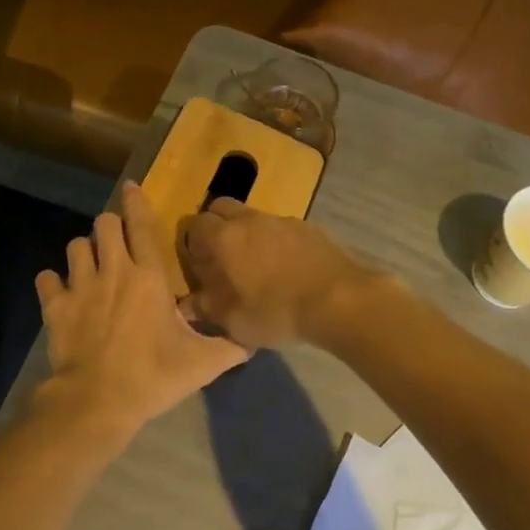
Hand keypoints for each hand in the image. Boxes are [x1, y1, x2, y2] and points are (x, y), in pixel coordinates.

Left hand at [36, 183, 247, 437]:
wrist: (98, 400)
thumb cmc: (153, 375)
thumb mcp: (203, 364)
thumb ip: (230, 347)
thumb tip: (252, 342)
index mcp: (150, 277)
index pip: (142, 226)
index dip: (136, 202)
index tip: (130, 187)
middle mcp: (114, 271)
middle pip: (104, 225)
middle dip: (110, 227)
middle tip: (117, 244)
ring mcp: (80, 285)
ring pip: (75, 245)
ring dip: (85, 251)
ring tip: (91, 266)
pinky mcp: (55, 305)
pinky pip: (47, 278)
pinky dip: (53, 282)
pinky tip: (60, 292)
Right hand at [178, 198, 383, 348]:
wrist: (340, 301)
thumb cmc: (277, 312)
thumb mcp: (235, 321)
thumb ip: (207, 308)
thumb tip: (188, 303)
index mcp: (225, 238)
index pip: (195, 224)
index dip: (193, 243)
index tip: (200, 265)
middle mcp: (251, 220)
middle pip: (222, 207)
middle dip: (217, 226)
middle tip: (223, 258)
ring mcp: (284, 220)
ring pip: (255, 217)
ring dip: (249, 234)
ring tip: (259, 266)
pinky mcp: (311, 228)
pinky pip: (283, 228)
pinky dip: (278, 242)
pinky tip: (290, 269)